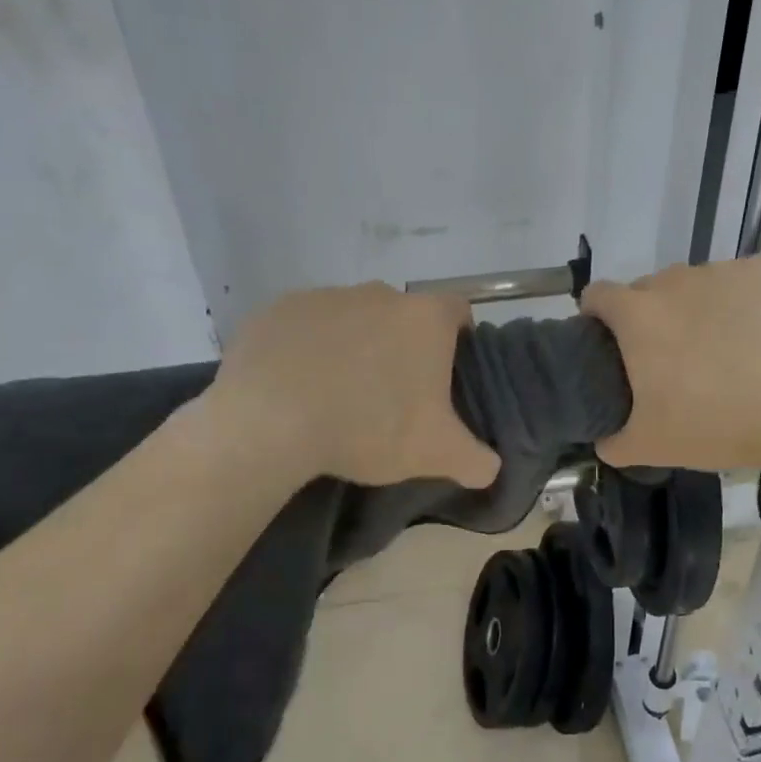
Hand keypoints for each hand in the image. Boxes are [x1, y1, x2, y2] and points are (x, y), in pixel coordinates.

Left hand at [202, 283, 500, 487]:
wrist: (269, 421)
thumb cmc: (369, 426)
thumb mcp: (435, 454)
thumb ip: (475, 459)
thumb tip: (491, 467)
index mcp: (425, 318)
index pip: (458, 311)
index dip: (458, 339)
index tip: (446, 374)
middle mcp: (379, 294)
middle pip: (403, 315)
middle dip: (402, 346)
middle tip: (392, 394)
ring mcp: (326, 296)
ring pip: (353, 318)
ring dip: (353, 345)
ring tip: (338, 394)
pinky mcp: (278, 309)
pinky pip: (305, 326)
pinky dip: (307, 349)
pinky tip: (296, 387)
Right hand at [580, 259, 760, 474]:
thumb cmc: (718, 426)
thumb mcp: (652, 447)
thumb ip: (612, 442)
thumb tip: (603, 440)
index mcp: (638, 315)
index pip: (597, 295)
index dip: (597, 316)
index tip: (610, 341)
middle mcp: (675, 281)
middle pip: (648, 290)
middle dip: (652, 317)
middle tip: (673, 357)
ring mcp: (723, 272)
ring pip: (695, 284)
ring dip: (697, 307)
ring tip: (722, 347)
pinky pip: (738, 281)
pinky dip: (740, 301)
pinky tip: (758, 333)